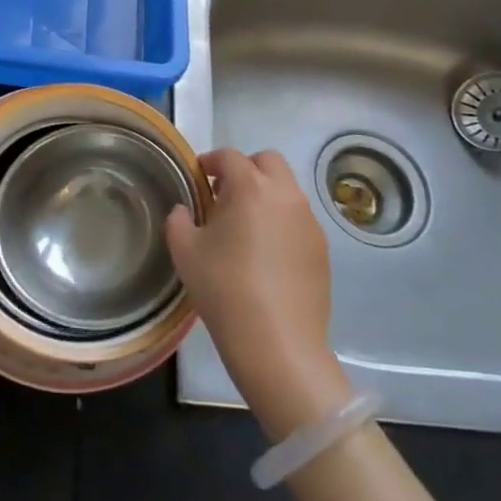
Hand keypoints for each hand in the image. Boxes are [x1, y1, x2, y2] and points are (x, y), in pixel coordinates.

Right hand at [166, 148, 350, 441]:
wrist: (278, 343)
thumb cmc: (224, 289)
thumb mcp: (185, 252)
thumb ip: (178, 220)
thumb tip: (184, 210)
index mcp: (250, 188)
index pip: (229, 156)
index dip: (210, 161)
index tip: (199, 177)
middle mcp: (285, 195)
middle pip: (268, 161)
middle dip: (246, 168)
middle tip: (225, 195)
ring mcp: (309, 221)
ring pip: (287, 189)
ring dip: (266, 194)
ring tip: (246, 227)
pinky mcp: (322, 248)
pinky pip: (299, 218)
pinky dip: (282, 221)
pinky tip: (267, 254)